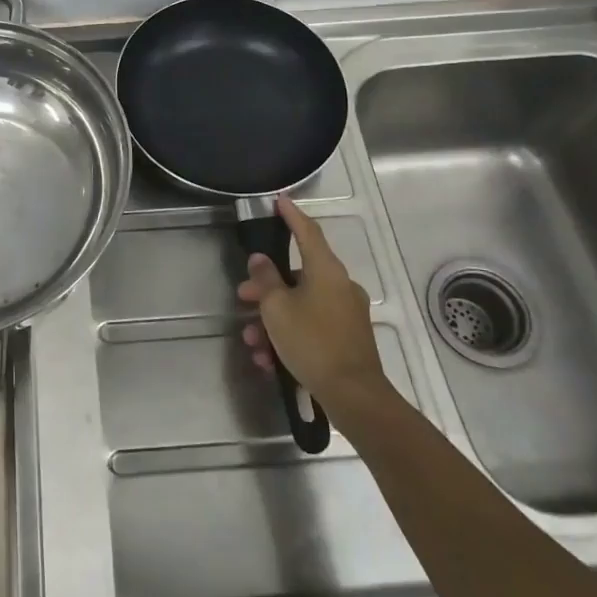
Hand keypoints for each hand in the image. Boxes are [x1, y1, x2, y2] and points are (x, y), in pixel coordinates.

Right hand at [238, 197, 388, 416]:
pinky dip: (289, 336)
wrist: (353, 395)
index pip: (307, 231)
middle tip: (243, 297)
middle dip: (266, 288)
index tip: (279, 200)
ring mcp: (346, 312)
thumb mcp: (277, 308)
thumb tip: (260, 260)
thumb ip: (265, 280)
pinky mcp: (347, 338)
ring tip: (253, 343)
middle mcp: (340, 285)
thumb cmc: (312, 342)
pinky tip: (269, 361)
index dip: (291, 215)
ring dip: (273, 320)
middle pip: (297, 275)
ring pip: (301, 305)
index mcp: (326, 270)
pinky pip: (311, 326)